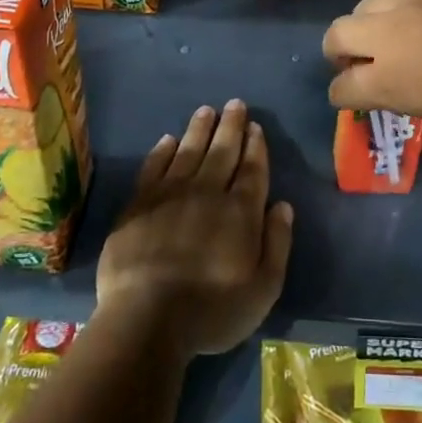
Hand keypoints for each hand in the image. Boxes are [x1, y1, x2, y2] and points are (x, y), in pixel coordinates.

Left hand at [96, 99, 294, 358]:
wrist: (146, 319)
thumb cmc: (212, 311)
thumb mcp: (263, 288)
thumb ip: (277, 243)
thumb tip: (282, 205)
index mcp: (240, 212)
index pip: (252, 169)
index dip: (255, 146)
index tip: (255, 126)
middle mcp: (207, 193)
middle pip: (222, 152)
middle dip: (231, 126)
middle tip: (235, 104)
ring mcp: (170, 195)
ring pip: (188, 151)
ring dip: (199, 129)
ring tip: (206, 110)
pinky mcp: (139, 204)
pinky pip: (153, 167)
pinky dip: (162, 152)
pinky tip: (167, 140)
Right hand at [322, 0, 421, 130]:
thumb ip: (404, 93)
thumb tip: (387, 83)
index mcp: (390, 78)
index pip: (342, 86)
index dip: (344, 93)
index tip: (354, 94)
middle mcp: (391, 31)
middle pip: (337, 34)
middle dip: (341, 51)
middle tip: (364, 60)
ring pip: (371, 3)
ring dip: (377, 22)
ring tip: (406, 33)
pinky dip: (414, 4)